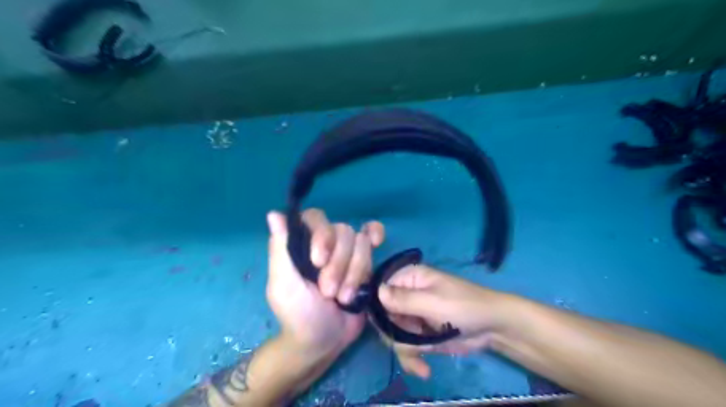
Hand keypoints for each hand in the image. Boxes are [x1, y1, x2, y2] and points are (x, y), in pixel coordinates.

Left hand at [267, 209, 384, 359]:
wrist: (325, 341)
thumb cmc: (298, 314)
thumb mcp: (284, 285)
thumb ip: (280, 249)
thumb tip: (274, 214)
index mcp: (303, 243)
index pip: (315, 218)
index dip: (322, 236)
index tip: (317, 262)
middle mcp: (326, 242)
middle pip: (343, 231)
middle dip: (338, 265)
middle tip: (328, 292)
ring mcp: (347, 251)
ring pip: (360, 242)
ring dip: (353, 273)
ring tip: (343, 297)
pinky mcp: (365, 262)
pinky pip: (372, 237)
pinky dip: (376, 234)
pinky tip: (377, 241)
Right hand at [378, 265, 505, 379]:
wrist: (492, 328)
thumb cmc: (464, 307)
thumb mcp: (433, 302)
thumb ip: (403, 299)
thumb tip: (376, 292)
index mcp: (409, 278)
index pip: (380, 290)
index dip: (379, 309)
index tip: (389, 325)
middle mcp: (406, 294)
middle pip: (384, 316)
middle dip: (396, 335)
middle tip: (413, 344)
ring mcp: (412, 315)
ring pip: (393, 334)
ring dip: (406, 351)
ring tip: (423, 363)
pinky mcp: (419, 333)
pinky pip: (405, 346)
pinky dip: (412, 359)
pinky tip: (424, 369)